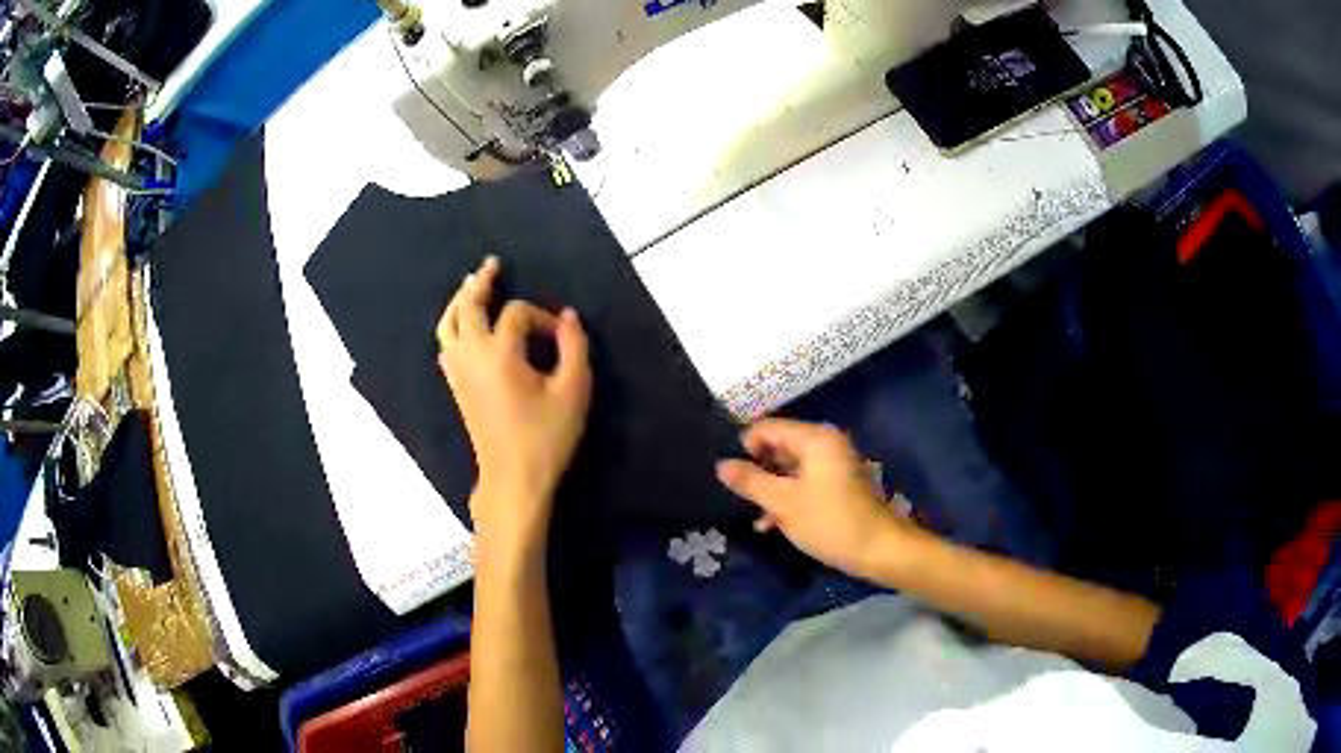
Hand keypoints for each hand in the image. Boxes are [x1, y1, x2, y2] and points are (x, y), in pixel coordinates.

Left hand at [437, 257, 592, 549]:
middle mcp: (471, 355)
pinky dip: (452, 326)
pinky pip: (446, 344)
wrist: (513, 478)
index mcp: (499, 353)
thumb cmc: (545, 437)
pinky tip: (462, 327)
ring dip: (460, 301)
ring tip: (470, 284)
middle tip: (492, 264)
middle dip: (481, 284)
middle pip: (469, 307)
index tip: (561, 336)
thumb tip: (569, 317)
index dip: (542, 317)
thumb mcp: (572, 392)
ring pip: (449, 324)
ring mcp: (459, 371)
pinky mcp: (456, 386)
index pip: (518, 314)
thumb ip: (574, 348)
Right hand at [716, 418, 908, 579]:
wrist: (879, 549)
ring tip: (755, 516)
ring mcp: (833, 464)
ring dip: (771, 489)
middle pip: (779, 446)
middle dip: (758, 470)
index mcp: (815, 438)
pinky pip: (804, 481)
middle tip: (739, 497)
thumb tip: (721, 465)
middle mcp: (825, 443)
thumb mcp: (784, 503)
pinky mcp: (837, 484)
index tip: (730, 475)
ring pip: (790, 468)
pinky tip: (772, 523)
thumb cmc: (830, 522)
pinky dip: (788, 497)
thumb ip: (751, 482)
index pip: (768, 428)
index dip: (744, 447)